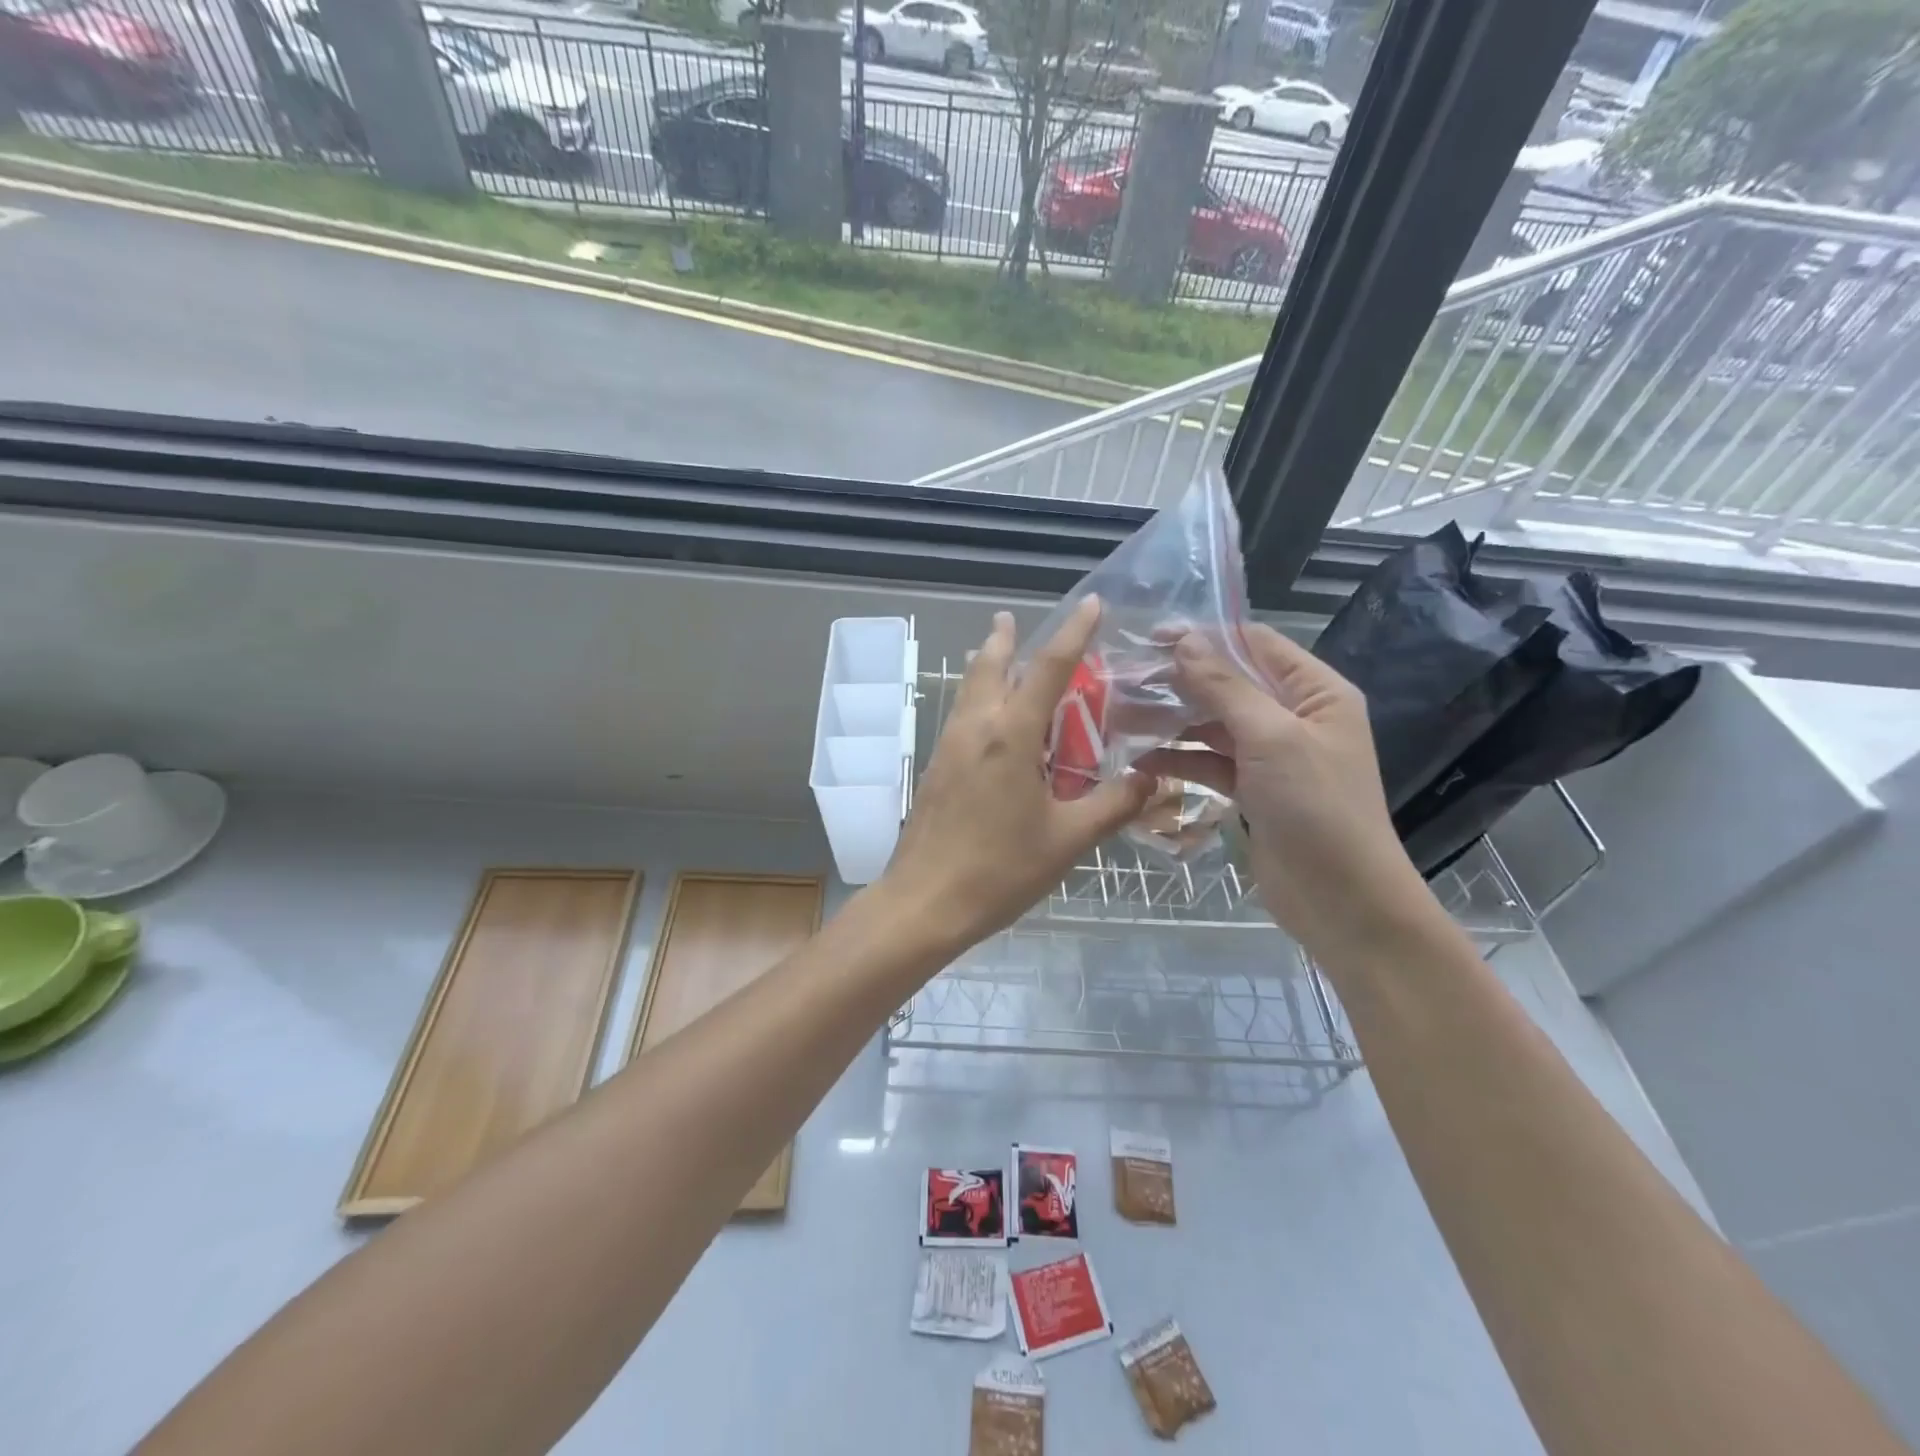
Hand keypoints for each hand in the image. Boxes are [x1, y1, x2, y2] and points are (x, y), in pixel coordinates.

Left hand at [881, 598, 1155, 950]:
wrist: (924, 902)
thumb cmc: (1000, 869)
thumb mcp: (1068, 839)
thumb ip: (1113, 804)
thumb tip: (1153, 779)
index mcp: (1010, 736)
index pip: (1048, 668)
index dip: (1073, 632)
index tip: (1091, 603)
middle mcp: (975, 729)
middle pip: (988, 667)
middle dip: (1003, 639)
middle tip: (1011, 619)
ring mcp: (949, 748)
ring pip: (968, 691)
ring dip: (985, 666)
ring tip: (996, 654)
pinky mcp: (936, 770)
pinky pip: (961, 718)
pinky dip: (977, 700)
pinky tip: (987, 721)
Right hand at [1139, 623, 1434, 959]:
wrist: (1342, 900)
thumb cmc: (1316, 806)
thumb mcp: (1271, 738)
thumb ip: (1225, 687)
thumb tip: (1184, 641)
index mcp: (1316, 692)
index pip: (1256, 644)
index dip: (1205, 636)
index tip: (1150, 637)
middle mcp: (1295, 716)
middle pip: (1229, 684)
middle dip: (1179, 682)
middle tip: (1124, 680)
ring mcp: (1273, 756)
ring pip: (1214, 725)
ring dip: (1172, 722)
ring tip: (1122, 719)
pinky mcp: (1253, 790)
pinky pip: (1210, 763)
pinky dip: (1180, 760)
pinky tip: (1141, 762)